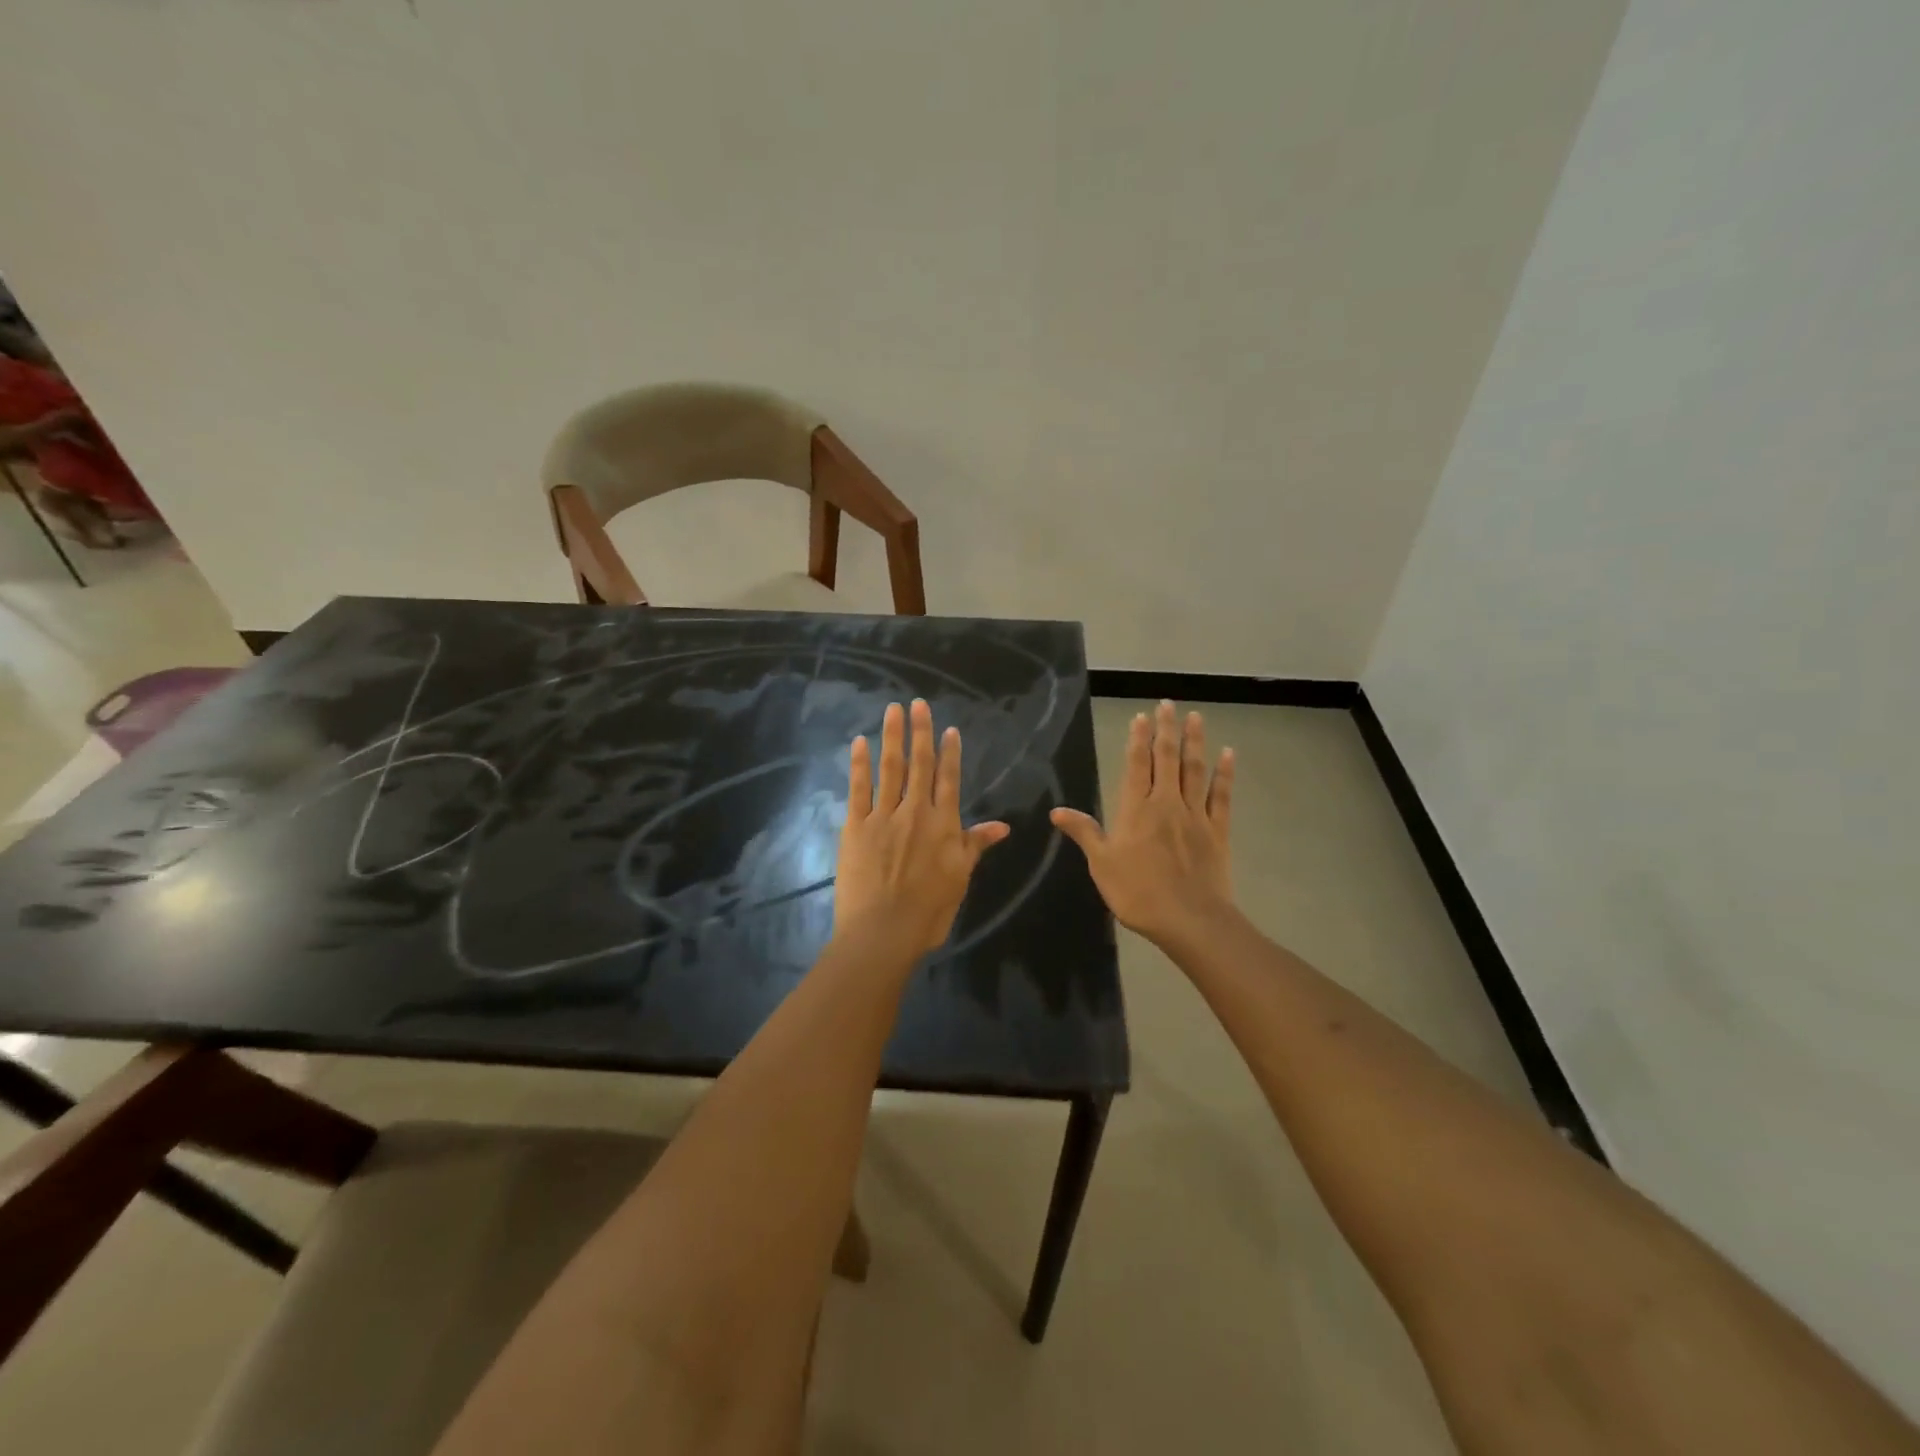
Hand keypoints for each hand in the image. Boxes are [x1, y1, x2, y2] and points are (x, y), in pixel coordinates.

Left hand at [835, 699, 1010, 957]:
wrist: (883, 931)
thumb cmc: (928, 911)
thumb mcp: (960, 878)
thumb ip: (975, 845)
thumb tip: (1002, 826)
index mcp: (943, 824)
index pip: (949, 779)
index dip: (949, 752)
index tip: (948, 728)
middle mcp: (915, 812)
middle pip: (919, 764)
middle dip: (920, 732)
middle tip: (918, 703)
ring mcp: (883, 816)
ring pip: (890, 768)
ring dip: (892, 737)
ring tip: (892, 710)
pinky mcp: (856, 826)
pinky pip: (859, 788)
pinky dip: (859, 764)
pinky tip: (859, 743)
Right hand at [1051, 700, 1234, 946]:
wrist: (1189, 920)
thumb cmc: (1138, 893)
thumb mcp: (1101, 864)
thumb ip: (1084, 833)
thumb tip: (1056, 811)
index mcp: (1136, 809)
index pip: (1137, 765)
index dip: (1138, 739)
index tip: (1142, 716)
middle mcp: (1166, 803)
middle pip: (1167, 758)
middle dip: (1166, 730)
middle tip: (1168, 704)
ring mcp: (1195, 815)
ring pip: (1195, 770)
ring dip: (1195, 742)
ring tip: (1195, 717)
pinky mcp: (1217, 831)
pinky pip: (1222, 796)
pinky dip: (1225, 774)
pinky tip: (1228, 755)